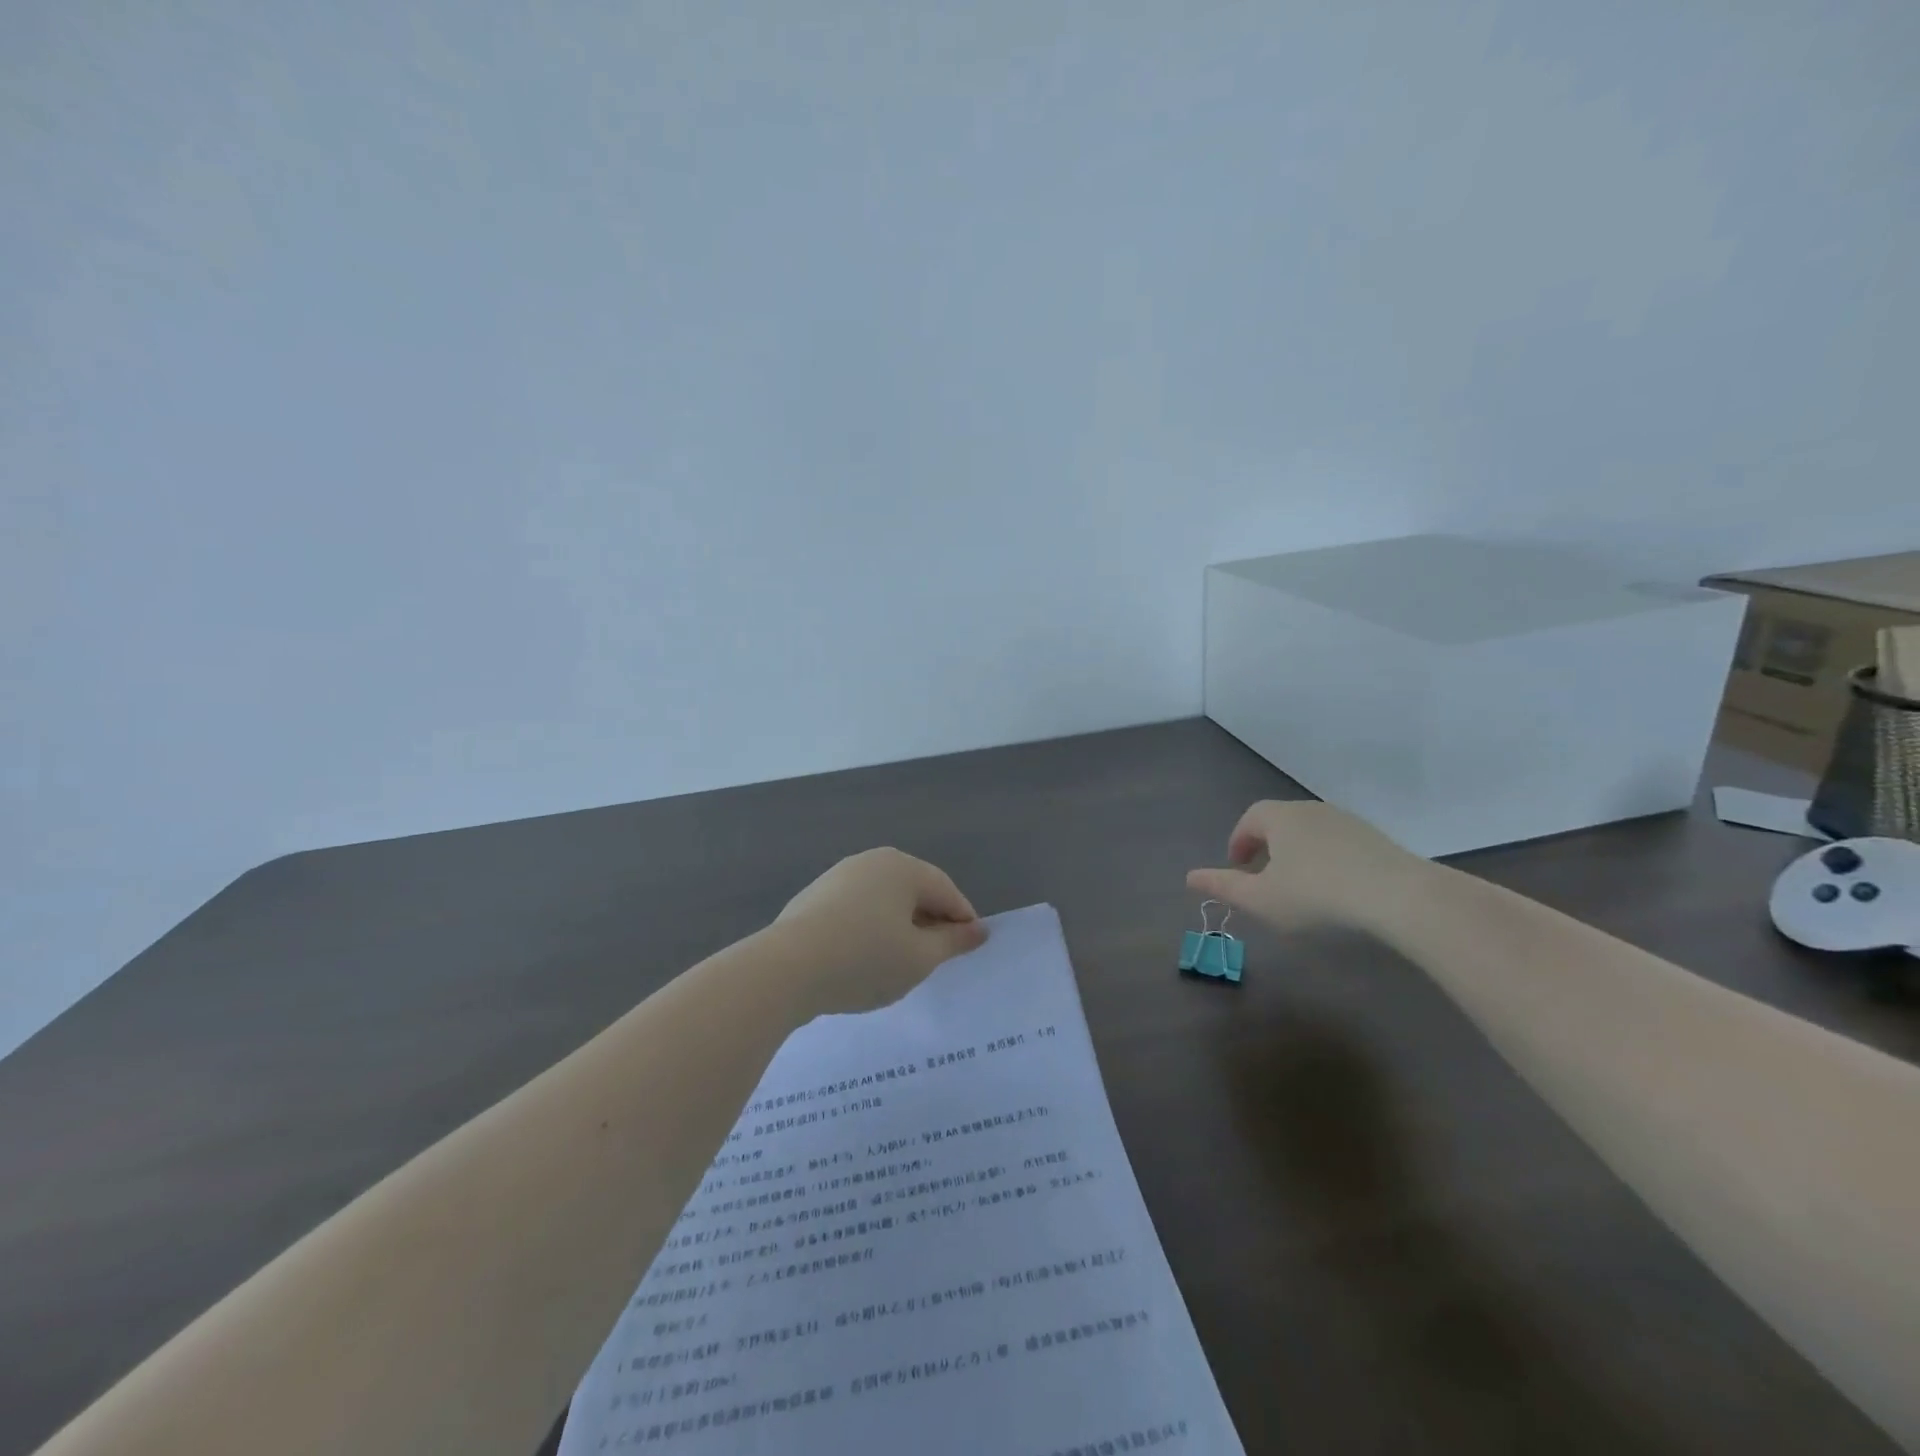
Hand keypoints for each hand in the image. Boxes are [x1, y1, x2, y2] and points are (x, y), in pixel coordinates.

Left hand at [775, 847, 988, 1013]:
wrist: (786, 968)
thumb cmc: (865, 959)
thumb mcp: (920, 958)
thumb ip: (952, 942)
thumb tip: (978, 930)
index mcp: (903, 867)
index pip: (946, 891)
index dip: (963, 920)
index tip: (970, 949)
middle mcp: (872, 861)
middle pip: (914, 890)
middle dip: (930, 922)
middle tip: (937, 959)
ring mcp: (839, 876)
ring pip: (884, 900)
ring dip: (899, 927)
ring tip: (900, 962)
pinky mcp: (814, 897)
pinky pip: (857, 910)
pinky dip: (870, 929)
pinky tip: (863, 958)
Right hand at [1186, 800, 1432, 933]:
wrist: (1400, 897)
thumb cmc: (1316, 896)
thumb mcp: (1261, 899)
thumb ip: (1224, 887)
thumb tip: (1189, 877)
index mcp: (1280, 818)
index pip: (1250, 819)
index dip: (1239, 841)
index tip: (1238, 867)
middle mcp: (1311, 810)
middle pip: (1281, 822)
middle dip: (1267, 846)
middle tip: (1264, 877)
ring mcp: (1348, 822)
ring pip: (1311, 832)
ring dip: (1298, 853)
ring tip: (1299, 886)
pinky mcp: (1377, 839)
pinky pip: (1339, 844)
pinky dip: (1328, 860)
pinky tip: (1336, 889)